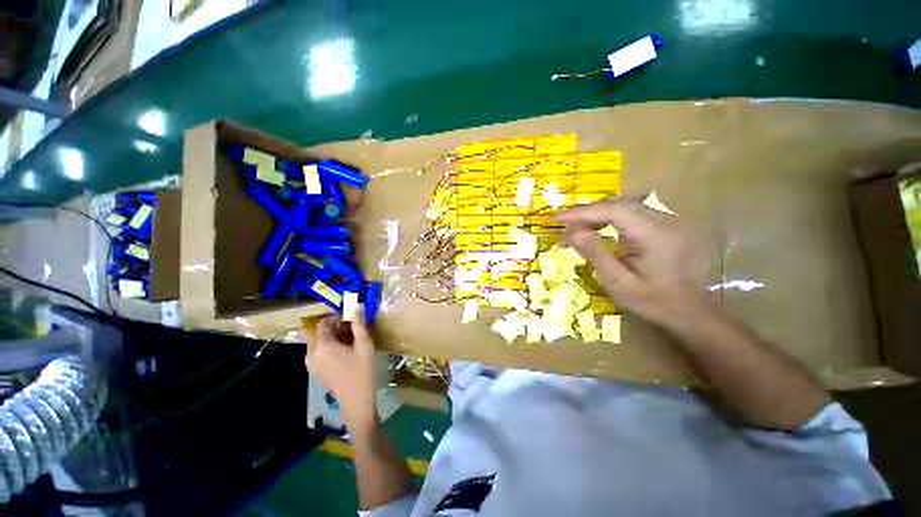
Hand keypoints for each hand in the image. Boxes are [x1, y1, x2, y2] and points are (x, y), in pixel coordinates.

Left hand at [304, 306, 377, 429]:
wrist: (357, 400)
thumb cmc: (362, 371)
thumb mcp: (364, 345)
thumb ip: (359, 324)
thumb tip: (357, 305)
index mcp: (323, 346)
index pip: (322, 323)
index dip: (335, 317)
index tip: (350, 317)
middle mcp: (312, 353)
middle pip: (315, 332)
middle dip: (330, 326)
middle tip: (348, 326)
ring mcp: (311, 364)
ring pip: (315, 342)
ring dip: (329, 335)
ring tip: (348, 337)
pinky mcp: (315, 371)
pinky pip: (316, 351)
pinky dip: (327, 345)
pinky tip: (343, 350)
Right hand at [556, 198, 710, 325]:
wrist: (689, 311)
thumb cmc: (653, 301)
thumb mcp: (619, 283)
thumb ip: (596, 254)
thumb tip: (574, 232)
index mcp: (655, 235)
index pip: (614, 211)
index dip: (583, 212)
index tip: (558, 218)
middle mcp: (665, 220)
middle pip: (618, 205)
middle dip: (587, 214)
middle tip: (564, 228)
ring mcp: (667, 220)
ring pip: (624, 206)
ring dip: (596, 216)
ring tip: (575, 231)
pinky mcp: (665, 224)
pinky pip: (631, 214)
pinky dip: (608, 219)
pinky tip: (596, 230)